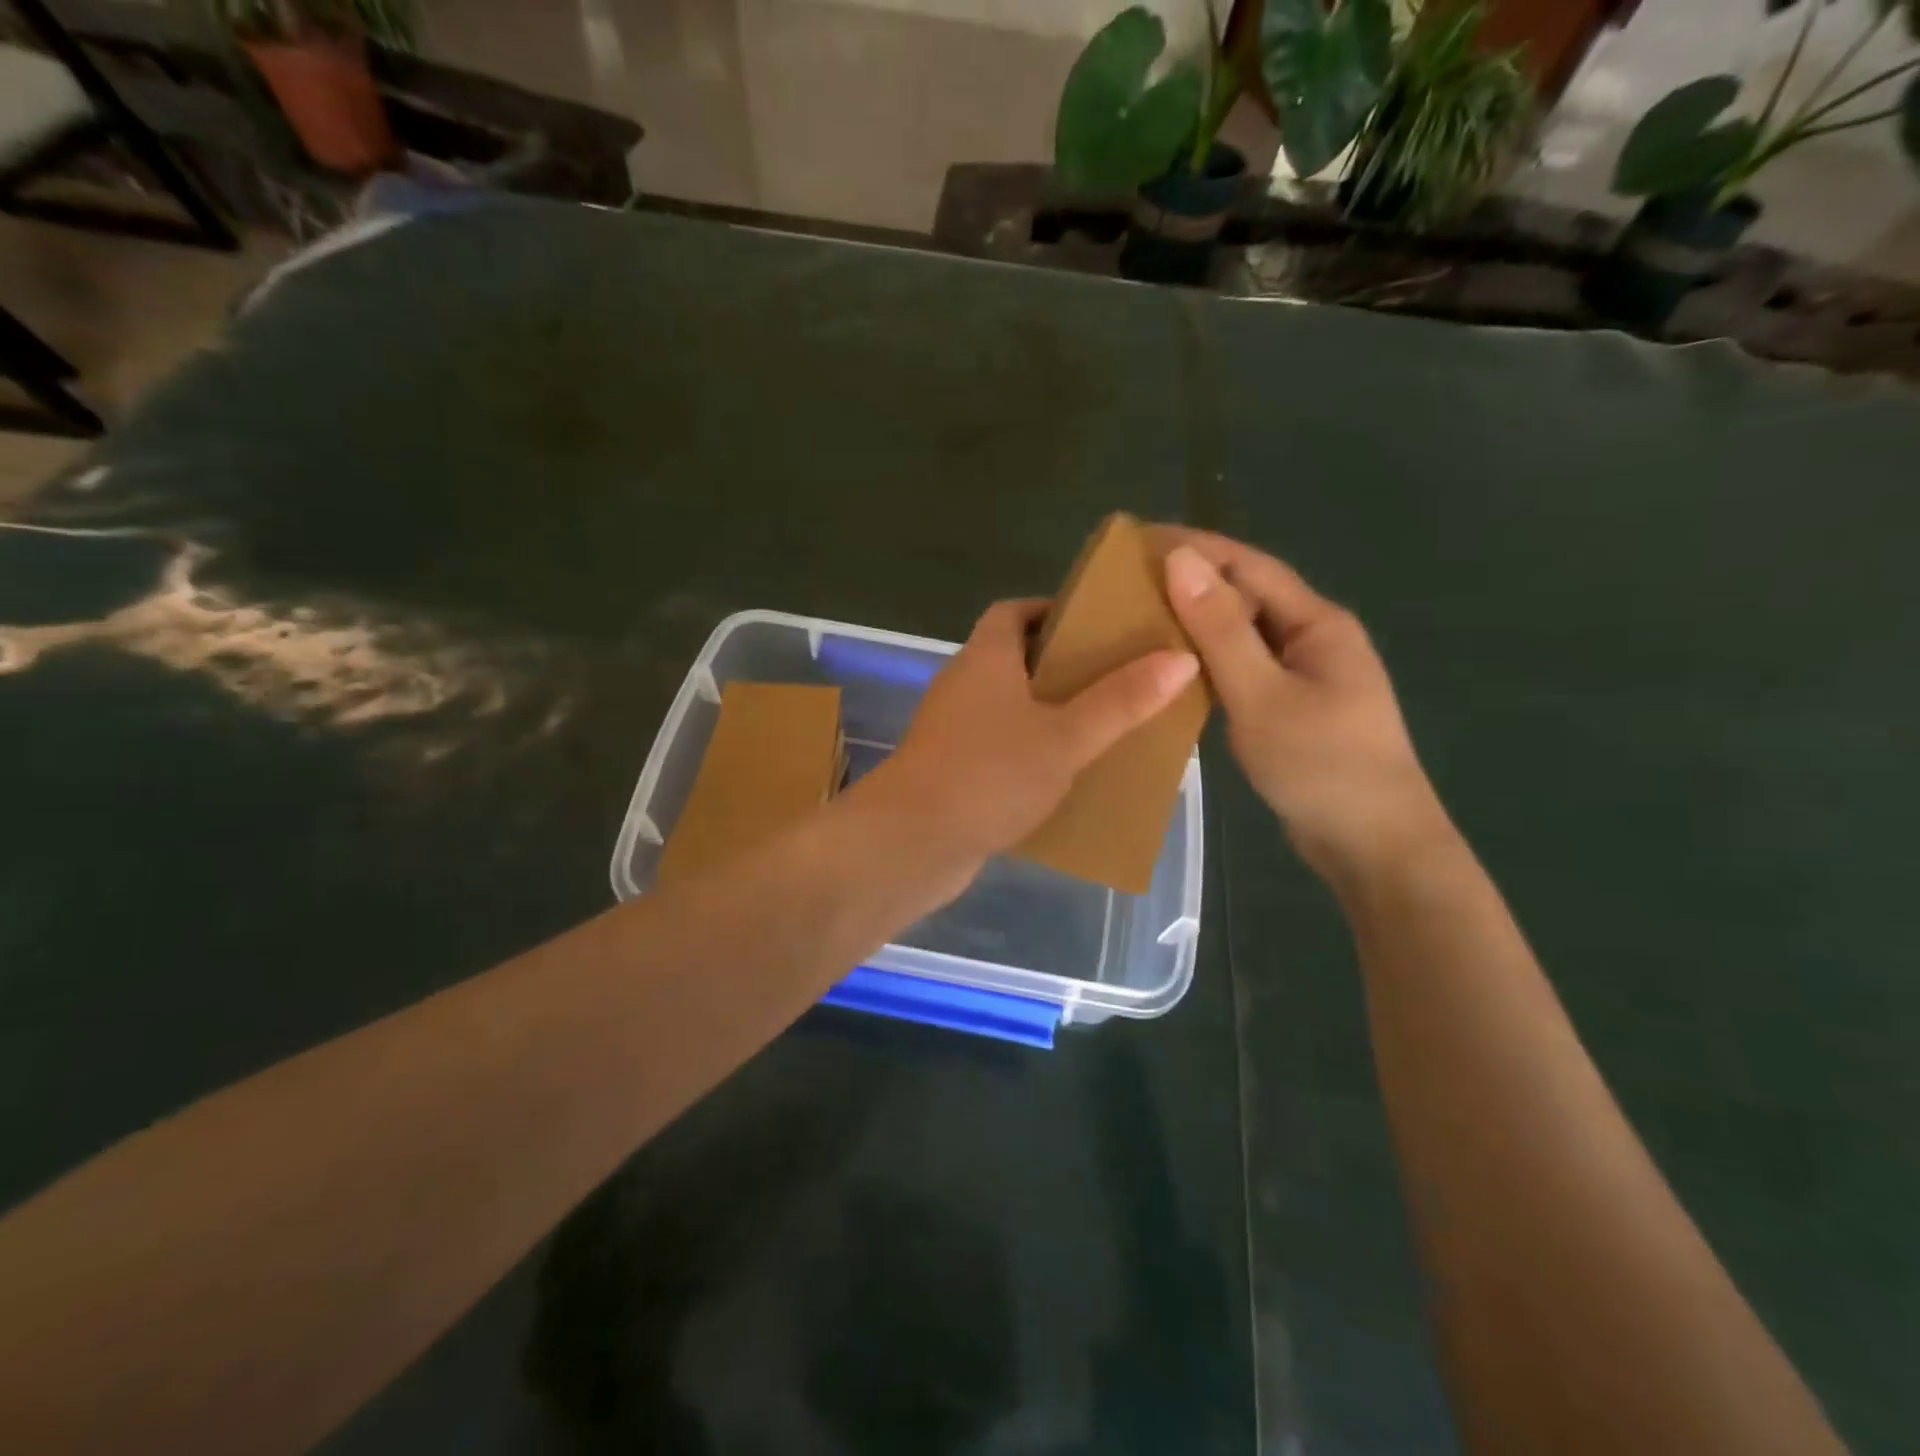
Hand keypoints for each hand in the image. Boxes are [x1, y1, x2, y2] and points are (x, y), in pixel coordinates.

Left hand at [859, 597, 1198, 889]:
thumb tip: (1181, 657)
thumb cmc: (989, 774)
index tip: (1100, 624)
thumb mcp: (1065, 736)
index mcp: (985, 657)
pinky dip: (1031, 750)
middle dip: (1063, 664)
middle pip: (1015, 657)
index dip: (1053, 609)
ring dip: (1050, 711)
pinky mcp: (953, 769)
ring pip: (1009, 706)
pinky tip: (1067, 773)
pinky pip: (1000, 746)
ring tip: (1105, 725)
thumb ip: (1121, 700)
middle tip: (1118, 677)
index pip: (1014, 611)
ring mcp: (953, 729)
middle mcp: (963, 684)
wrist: (911, 842)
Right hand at [1158, 527, 1451, 883]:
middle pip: (1246, 596)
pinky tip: (1173, 671)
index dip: (1195, 546)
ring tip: (1139, 620)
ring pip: (1242, 635)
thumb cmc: (1322, 767)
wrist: (1374, 847)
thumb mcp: (1262, 695)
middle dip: (1191, 583)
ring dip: (1196, 624)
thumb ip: (1220, 630)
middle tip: (1127, 585)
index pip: (1248, 565)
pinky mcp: (1292, 708)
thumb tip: (1181, 559)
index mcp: (1317, 623)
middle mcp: (1313, 639)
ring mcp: (1305, 676)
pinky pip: (1243, 670)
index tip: (1137, 540)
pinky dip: (1207, 663)